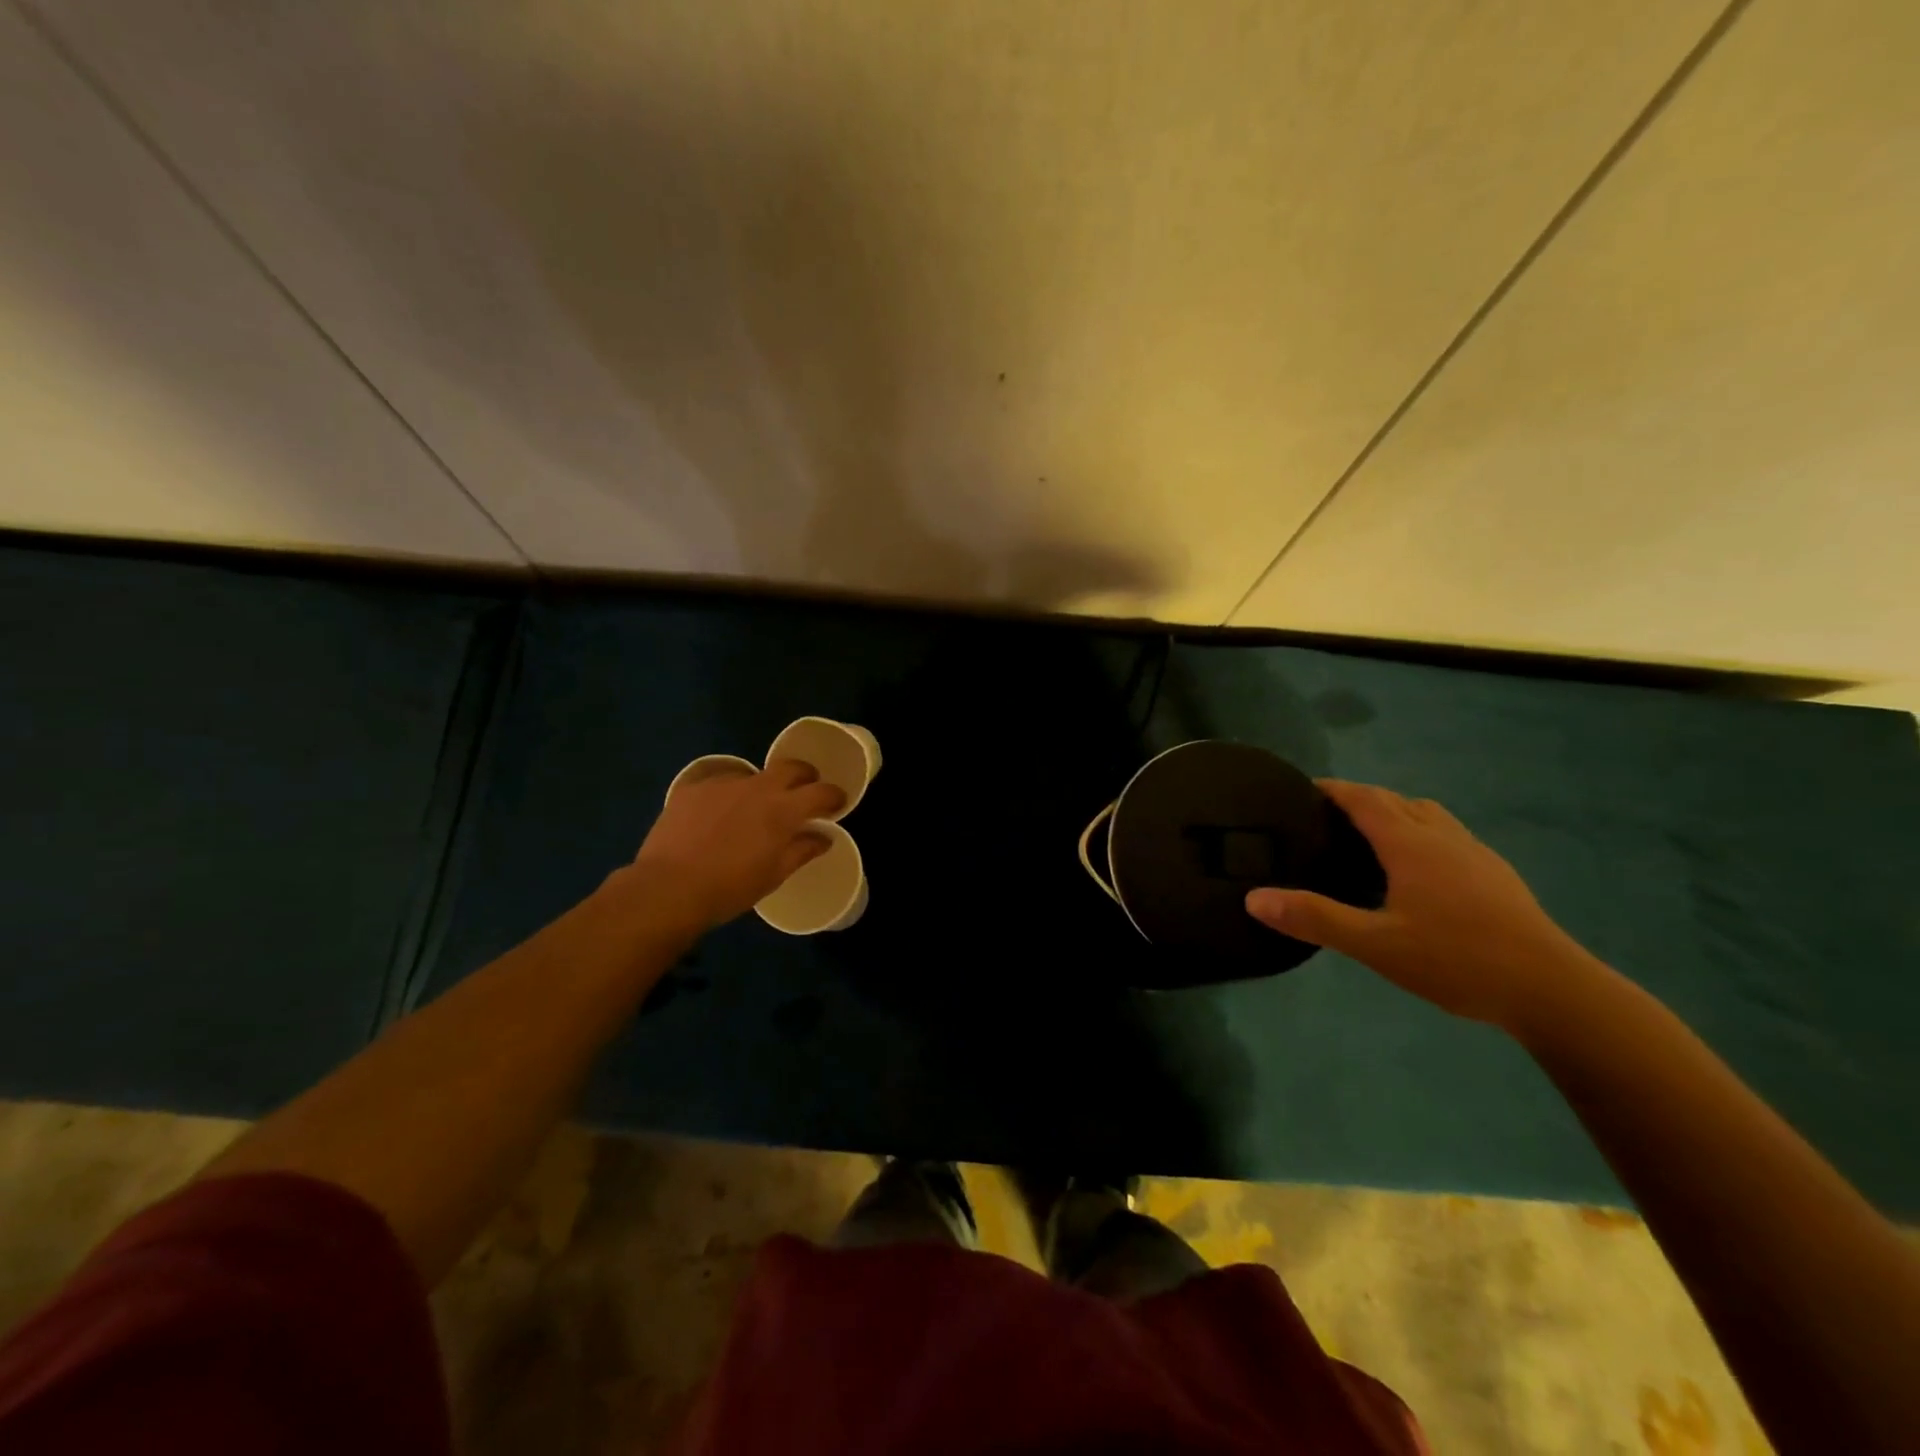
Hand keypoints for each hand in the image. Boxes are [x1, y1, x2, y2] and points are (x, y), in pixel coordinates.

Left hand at [619, 760, 845, 930]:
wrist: (668, 888)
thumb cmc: (729, 888)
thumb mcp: (773, 875)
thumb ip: (802, 850)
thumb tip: (823, 837)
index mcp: (783, 810)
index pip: (821, 792)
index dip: (834, 795)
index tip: (837, 803)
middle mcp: (757, 787)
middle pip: (791, 767)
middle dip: (805, 776)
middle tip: (804, 793)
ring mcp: (722, 783)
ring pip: (753, 774)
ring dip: (762, 787)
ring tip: (752, 809)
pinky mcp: (692, 787)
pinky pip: (719, 781)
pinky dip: (727, 793)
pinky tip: (717, 812)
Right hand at [1245, 779, 1605, 1033]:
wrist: (1553, 992)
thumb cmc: (1456, 960)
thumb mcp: (1375, 944)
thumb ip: (1314, 918)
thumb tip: (1253, 898)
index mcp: (1411, 844)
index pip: (1364, 798)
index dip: (1331, 789)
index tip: (1302, 790)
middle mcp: (1443, 838)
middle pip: (1397, 801)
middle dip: (1360, 800)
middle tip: (1326, 820)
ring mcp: (1477, 855)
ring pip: (1429, 816)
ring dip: (1396, 815)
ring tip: (1370, 842)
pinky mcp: (1498, 877)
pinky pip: (1449, 838)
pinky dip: (1422, 838)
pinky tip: (1418, 877)